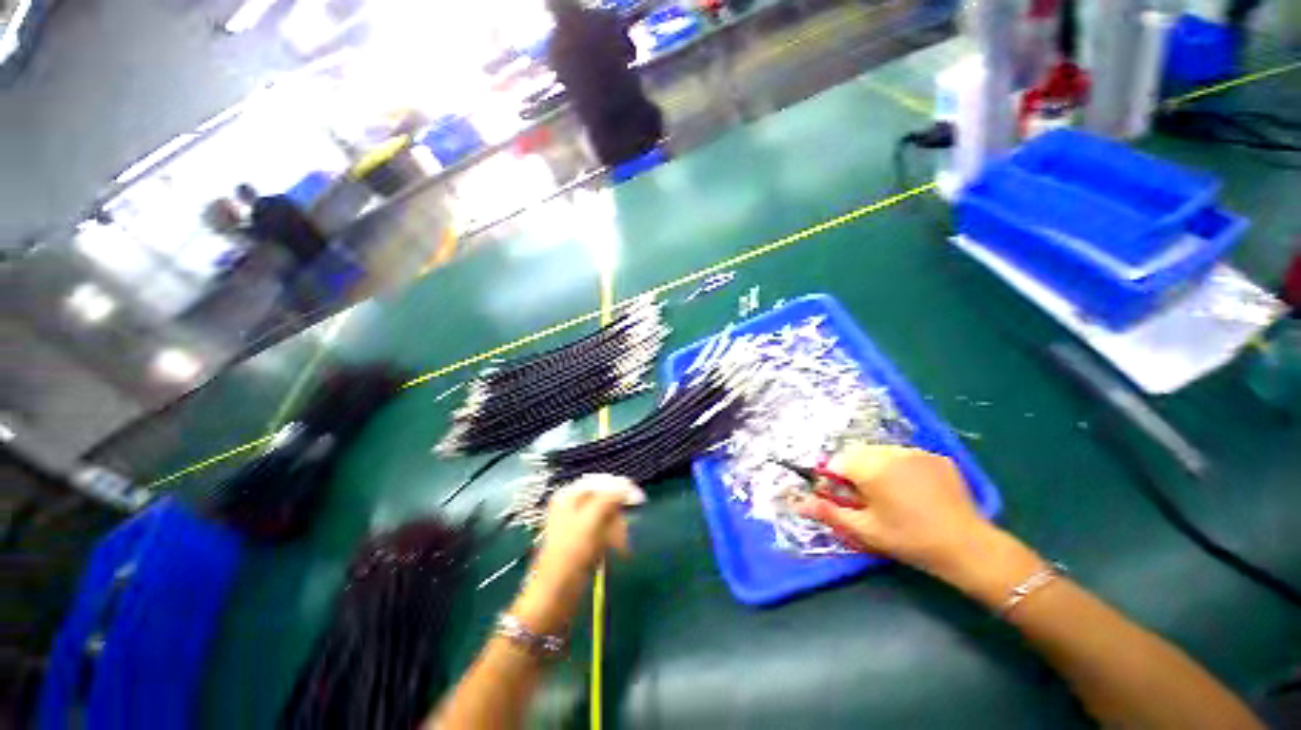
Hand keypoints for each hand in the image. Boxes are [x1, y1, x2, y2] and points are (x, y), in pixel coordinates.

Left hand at [512, 475, 643, 634]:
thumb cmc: (570, 557)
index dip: (620, 488)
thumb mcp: (590, 522)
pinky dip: (612, 540)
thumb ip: (608, 499)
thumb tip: (626, 486)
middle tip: (623, 534)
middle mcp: (571, 505)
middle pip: (605, 499)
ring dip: (617, 530)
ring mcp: (576, 524)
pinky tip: (616, 552)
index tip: (639, 499)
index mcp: (568, 495)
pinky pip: (604, 532)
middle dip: (617, 516)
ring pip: (607, 517)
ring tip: (621, 548)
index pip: (601, 482)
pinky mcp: (582, 541)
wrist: (554, 598)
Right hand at [791, 443, 1014, 581]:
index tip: (843, 497)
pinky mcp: (936, 457)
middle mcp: (890, 452)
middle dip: (853, 471)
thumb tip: (799, 504)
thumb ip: (829, 512)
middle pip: (856, 453)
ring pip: (879, 452)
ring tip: (890, 494)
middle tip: (866, 498)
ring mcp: (916, 452)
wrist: (968, 547)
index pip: (835, 461)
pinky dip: (899, 467)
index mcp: (870, 468)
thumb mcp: (865, 530)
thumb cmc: (910, 540)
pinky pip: (904, 455)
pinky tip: (913, 490)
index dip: (833, 479)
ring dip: (874, 466)